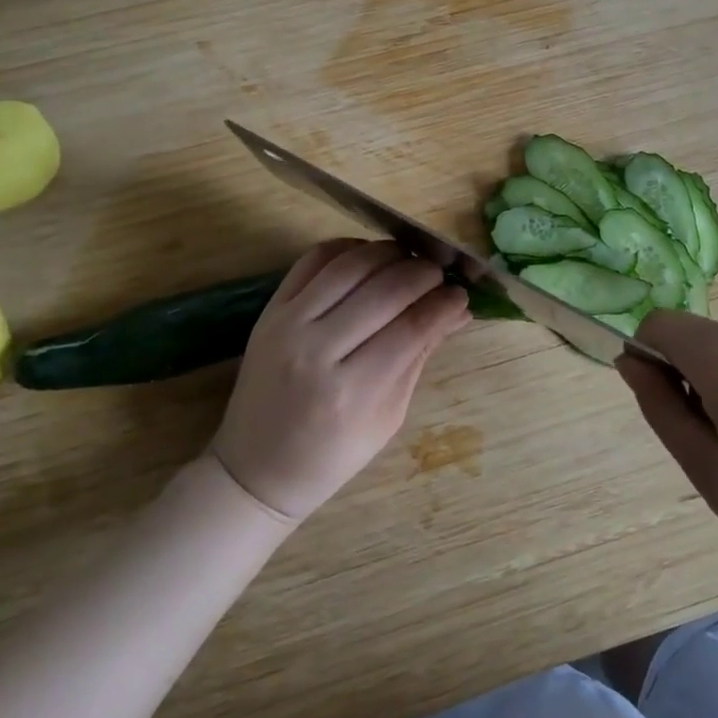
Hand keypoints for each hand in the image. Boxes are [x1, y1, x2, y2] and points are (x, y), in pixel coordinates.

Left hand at [211, 239, 469, 522]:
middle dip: (424, 274)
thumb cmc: (330, 456)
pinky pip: (313, 260)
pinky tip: (370, 257)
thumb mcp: (388, 417)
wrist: (255, 469)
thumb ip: (419, 356)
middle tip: (440, 276)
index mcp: (352, 391)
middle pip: (385, 290)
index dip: (444, 304)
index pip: (412, 327)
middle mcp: (317, 350)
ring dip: (390, 254)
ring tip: (410, 261)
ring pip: (351, 265)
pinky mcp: (270, 309)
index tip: (462, 296)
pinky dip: (348, 249)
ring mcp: (288, 324)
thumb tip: (457, 311)